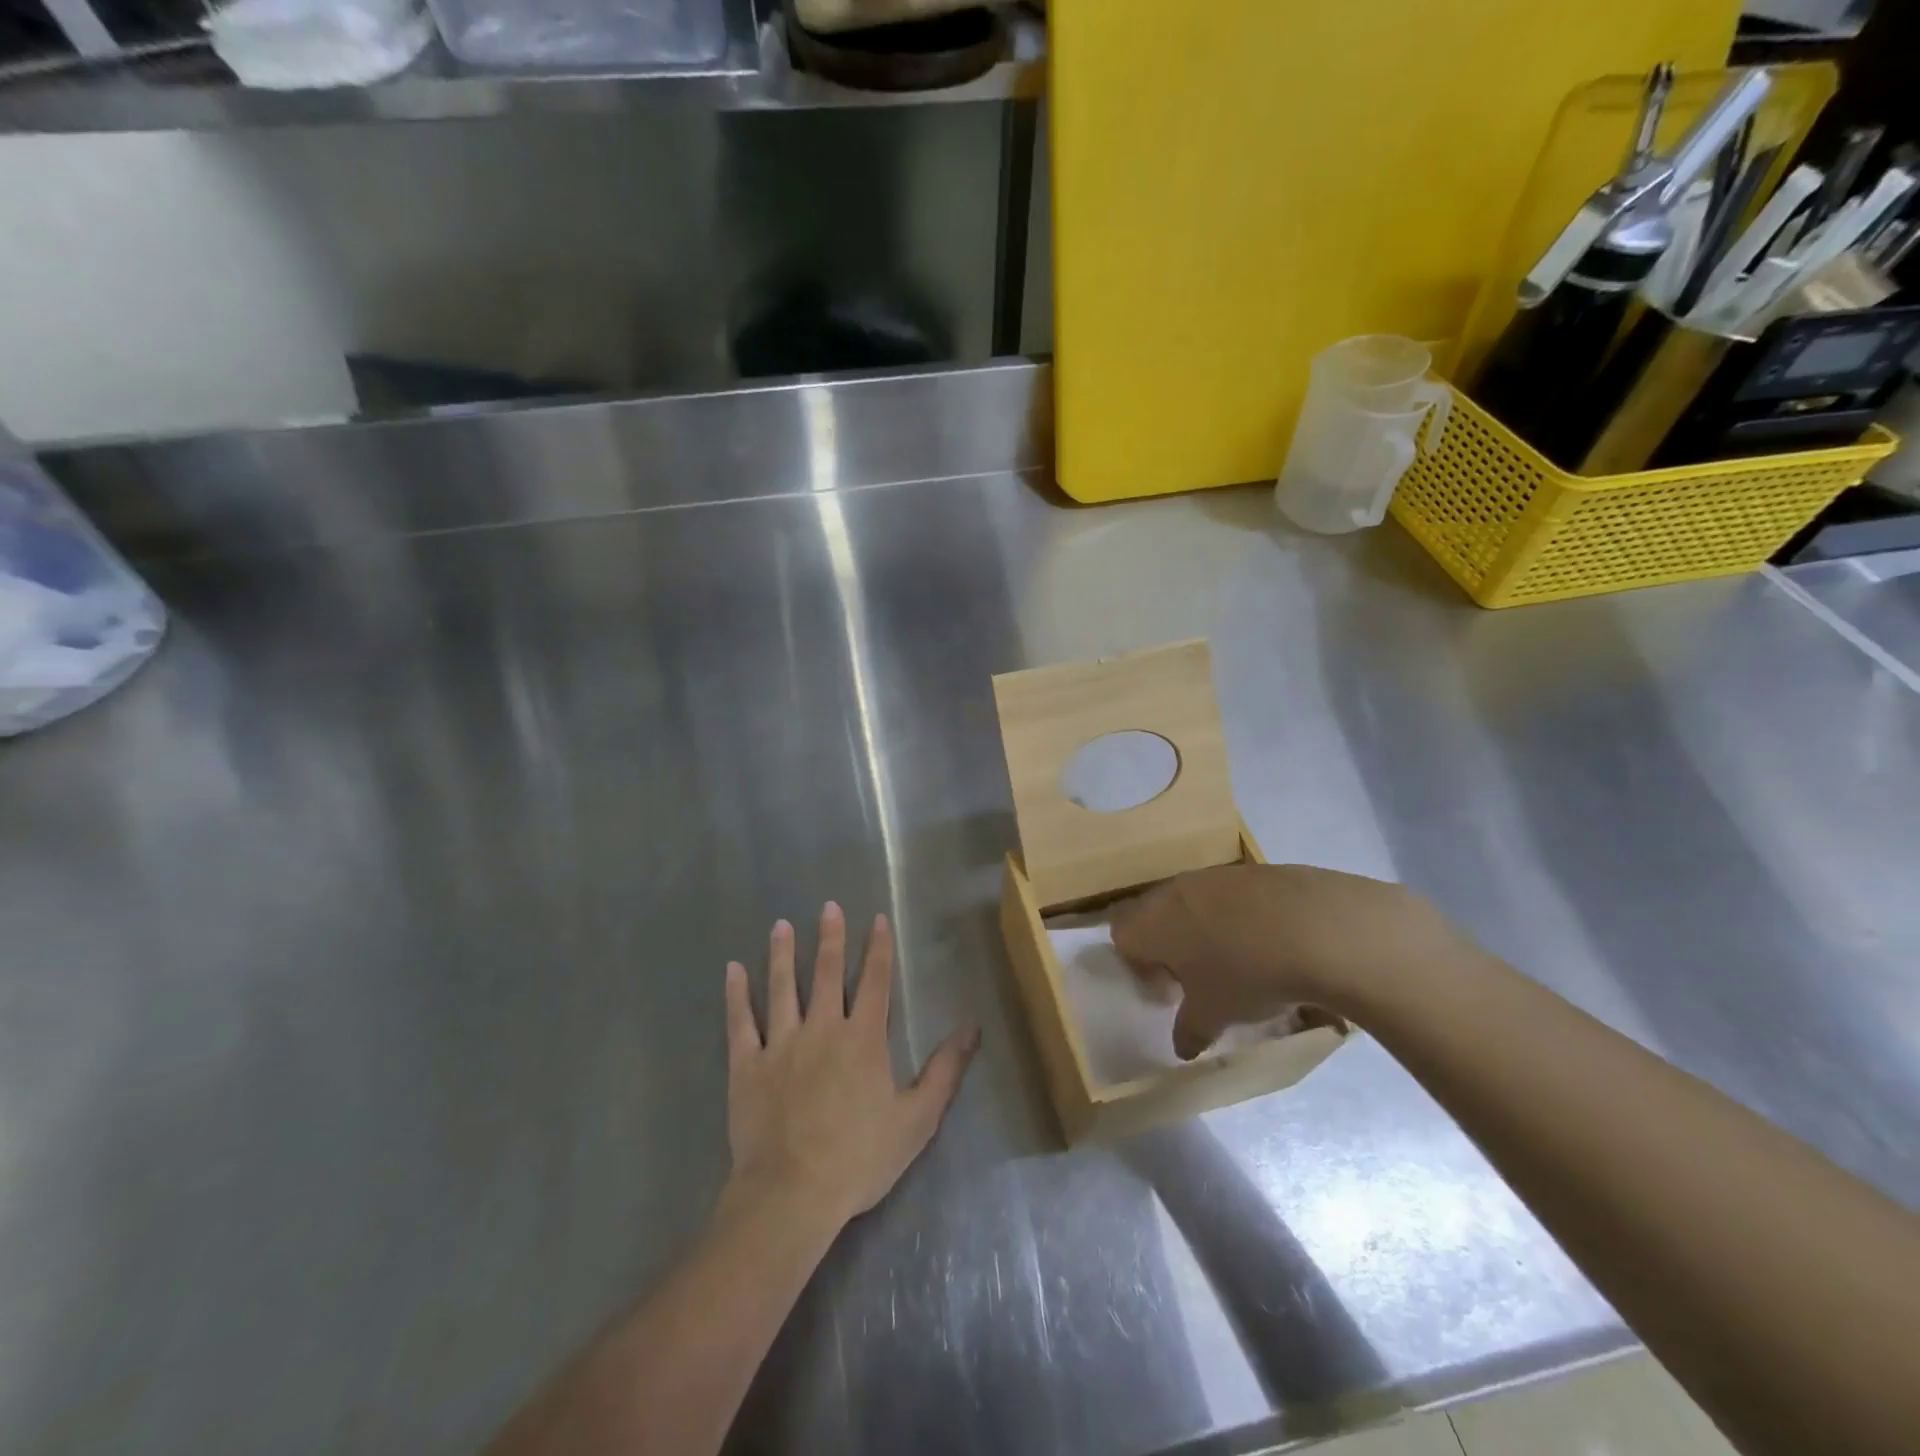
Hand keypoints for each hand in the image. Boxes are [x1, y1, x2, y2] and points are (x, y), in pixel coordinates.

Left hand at [723, 903, 979, 1231]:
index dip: (878, 948)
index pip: (875, 981)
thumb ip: (945, 1070)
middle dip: (831, 937)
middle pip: (827, 973)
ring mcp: (781, 1044)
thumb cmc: (859, 1158)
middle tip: (828, 905)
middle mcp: (822, 1028)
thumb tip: (972, 1027)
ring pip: (782, 987)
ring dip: (783, 954)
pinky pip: (740, 1022)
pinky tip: (732, 970)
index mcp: (863, 1038)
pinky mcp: (747, 1065)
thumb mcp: (917, 1119)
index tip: (877, 919)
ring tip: (781, 925)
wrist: (792, 1194)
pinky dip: (736, 995)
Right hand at [1110, 863, 1471, 1058]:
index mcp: (1153, 922)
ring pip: (1196, 903)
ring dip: (1206, 930)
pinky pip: (1234, 897)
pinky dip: (1243, 919)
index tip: (1167, 990)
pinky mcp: (1255, 871)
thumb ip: (1190, 1030)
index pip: (1121, 935)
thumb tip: (1182, 1046)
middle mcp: (1176, 891)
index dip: (1137, 965)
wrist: (1319, 928)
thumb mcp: (1215, 1015)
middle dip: (1171, 945)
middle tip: (1199, 978)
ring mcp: (1216, 876)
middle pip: (1156, 915)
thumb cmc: (1247, 974)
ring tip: (1240, 962)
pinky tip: (1273, 944)